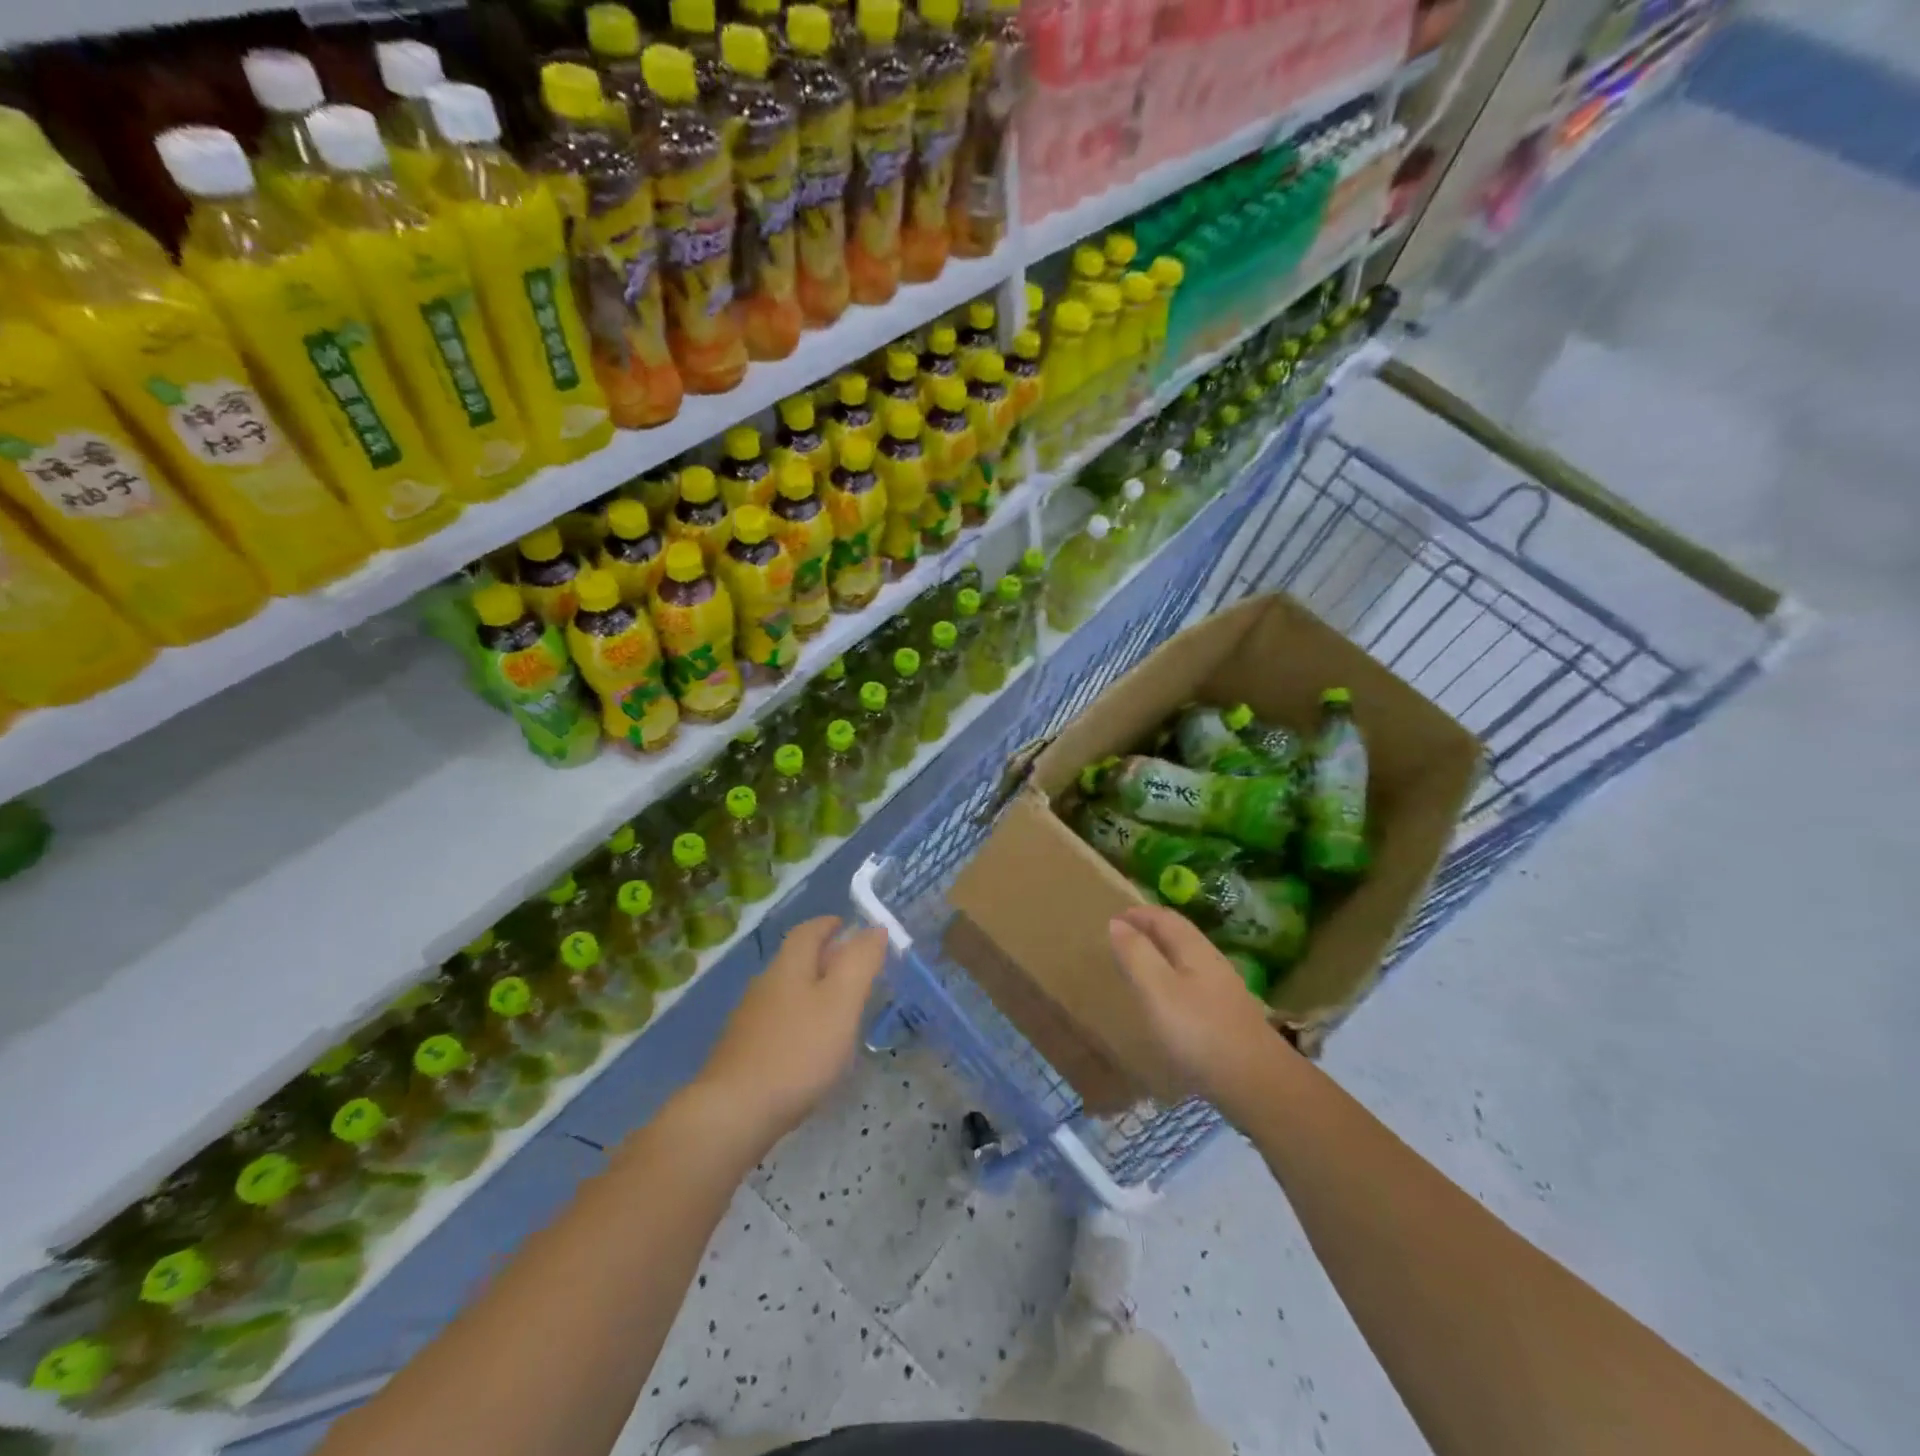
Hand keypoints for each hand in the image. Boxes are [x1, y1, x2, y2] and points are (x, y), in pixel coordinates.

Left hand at [696, 916, 886, 1140]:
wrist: (734, 1113)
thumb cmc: (797, 1051)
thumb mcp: (841, 1002)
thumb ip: (860, 962)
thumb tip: (874, 928)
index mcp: (788, 967)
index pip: (807, 931)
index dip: (828, 924)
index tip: (846, 925)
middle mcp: (765, 985)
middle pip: (795, 960)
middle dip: (824, 958)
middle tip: (854, 969)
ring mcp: (749, 1020)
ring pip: (786, 993)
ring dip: (812, 991)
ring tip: (839, 1009)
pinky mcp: (743, 1053)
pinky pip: (778, 1023)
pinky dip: (799, 1022)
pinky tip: (811, 1047)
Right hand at [1107, 906, 1292, 1112]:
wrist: (1259, 1084)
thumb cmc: (1201, 1032)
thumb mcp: (1158, 990)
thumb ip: (1136, 954)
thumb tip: (1117, 922)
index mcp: (1195, 950)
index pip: (1164, 917)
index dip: (1138, 913)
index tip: (1112, 917)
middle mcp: (1212, 962)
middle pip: (1179, 935)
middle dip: (1150, 930)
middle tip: (1121, 939)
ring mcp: (1224, 990)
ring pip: (1187, 960)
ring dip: (1161, 955)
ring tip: (1138, 967)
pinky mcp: (1228, 1017)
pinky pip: (1193, 984)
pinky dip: (1172, 980)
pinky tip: (1166, 1003)